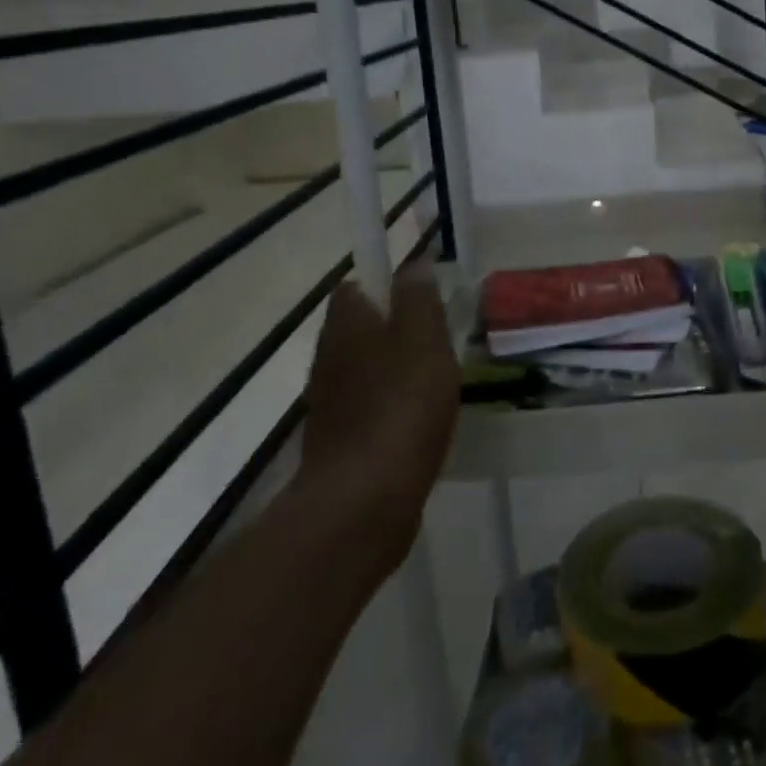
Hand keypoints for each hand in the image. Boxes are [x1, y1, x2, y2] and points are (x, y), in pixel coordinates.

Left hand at [297, 268, 458, 541]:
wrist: (363, 501)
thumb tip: (413, 264)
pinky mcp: (338, 441)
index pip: (354, 287)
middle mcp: (328, 358)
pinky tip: (419, 418)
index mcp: (346, 327)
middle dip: (392, 326)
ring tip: (436, 376)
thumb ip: (419, 300)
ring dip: (392, 367)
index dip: (383, 283)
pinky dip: (389, 405)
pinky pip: (366, 407)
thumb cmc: (401, 407)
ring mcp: (330, 403)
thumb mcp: (424, 341)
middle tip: (437, 334)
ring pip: (362, 368)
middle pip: (357, 328)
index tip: (419, 295)